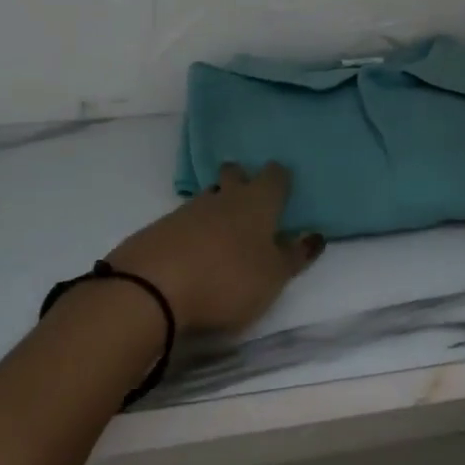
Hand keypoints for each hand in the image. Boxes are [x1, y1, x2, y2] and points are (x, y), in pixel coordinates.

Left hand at [109, 162, 322, 333]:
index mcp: (257, 202)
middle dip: (241, 178)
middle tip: (248, 196)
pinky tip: (192, 252)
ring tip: (223, 231)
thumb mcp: (273, 277)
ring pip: (208, 197)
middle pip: (234, 174)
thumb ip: (295, 256)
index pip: (274, 176)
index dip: (280, 178)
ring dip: (216, 207)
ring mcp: (187, 210)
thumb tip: (314, 235)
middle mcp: (224, 197)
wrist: (150, 289)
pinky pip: (183, 222)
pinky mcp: (158, 229)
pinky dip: (191, 231)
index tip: (283, 186)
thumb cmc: (227, 280)